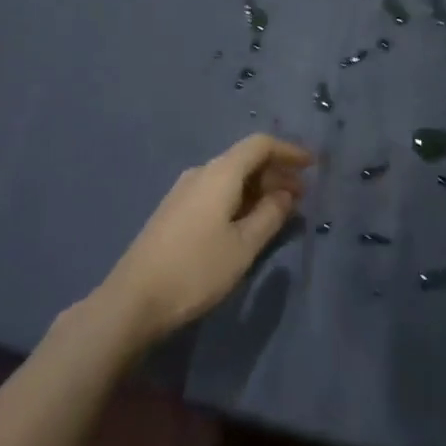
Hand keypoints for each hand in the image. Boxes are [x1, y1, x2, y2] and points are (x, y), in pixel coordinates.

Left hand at [95, 134, 311, 347]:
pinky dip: (239, 199)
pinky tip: (248, 223)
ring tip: (280, 212)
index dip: (288, 151)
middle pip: (245, 160)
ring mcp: (184, 191)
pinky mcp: (175, 211)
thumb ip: (270, 216)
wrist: (133, 300)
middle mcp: (201, 173)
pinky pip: (216, 192)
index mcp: (220, 173)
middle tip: (301, 197)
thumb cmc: (196, 270)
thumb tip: (286, 194)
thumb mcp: (243, 246)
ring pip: (230, 177)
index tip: (312, 165)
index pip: (259, 145)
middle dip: (276, 173)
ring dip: (258, 189)